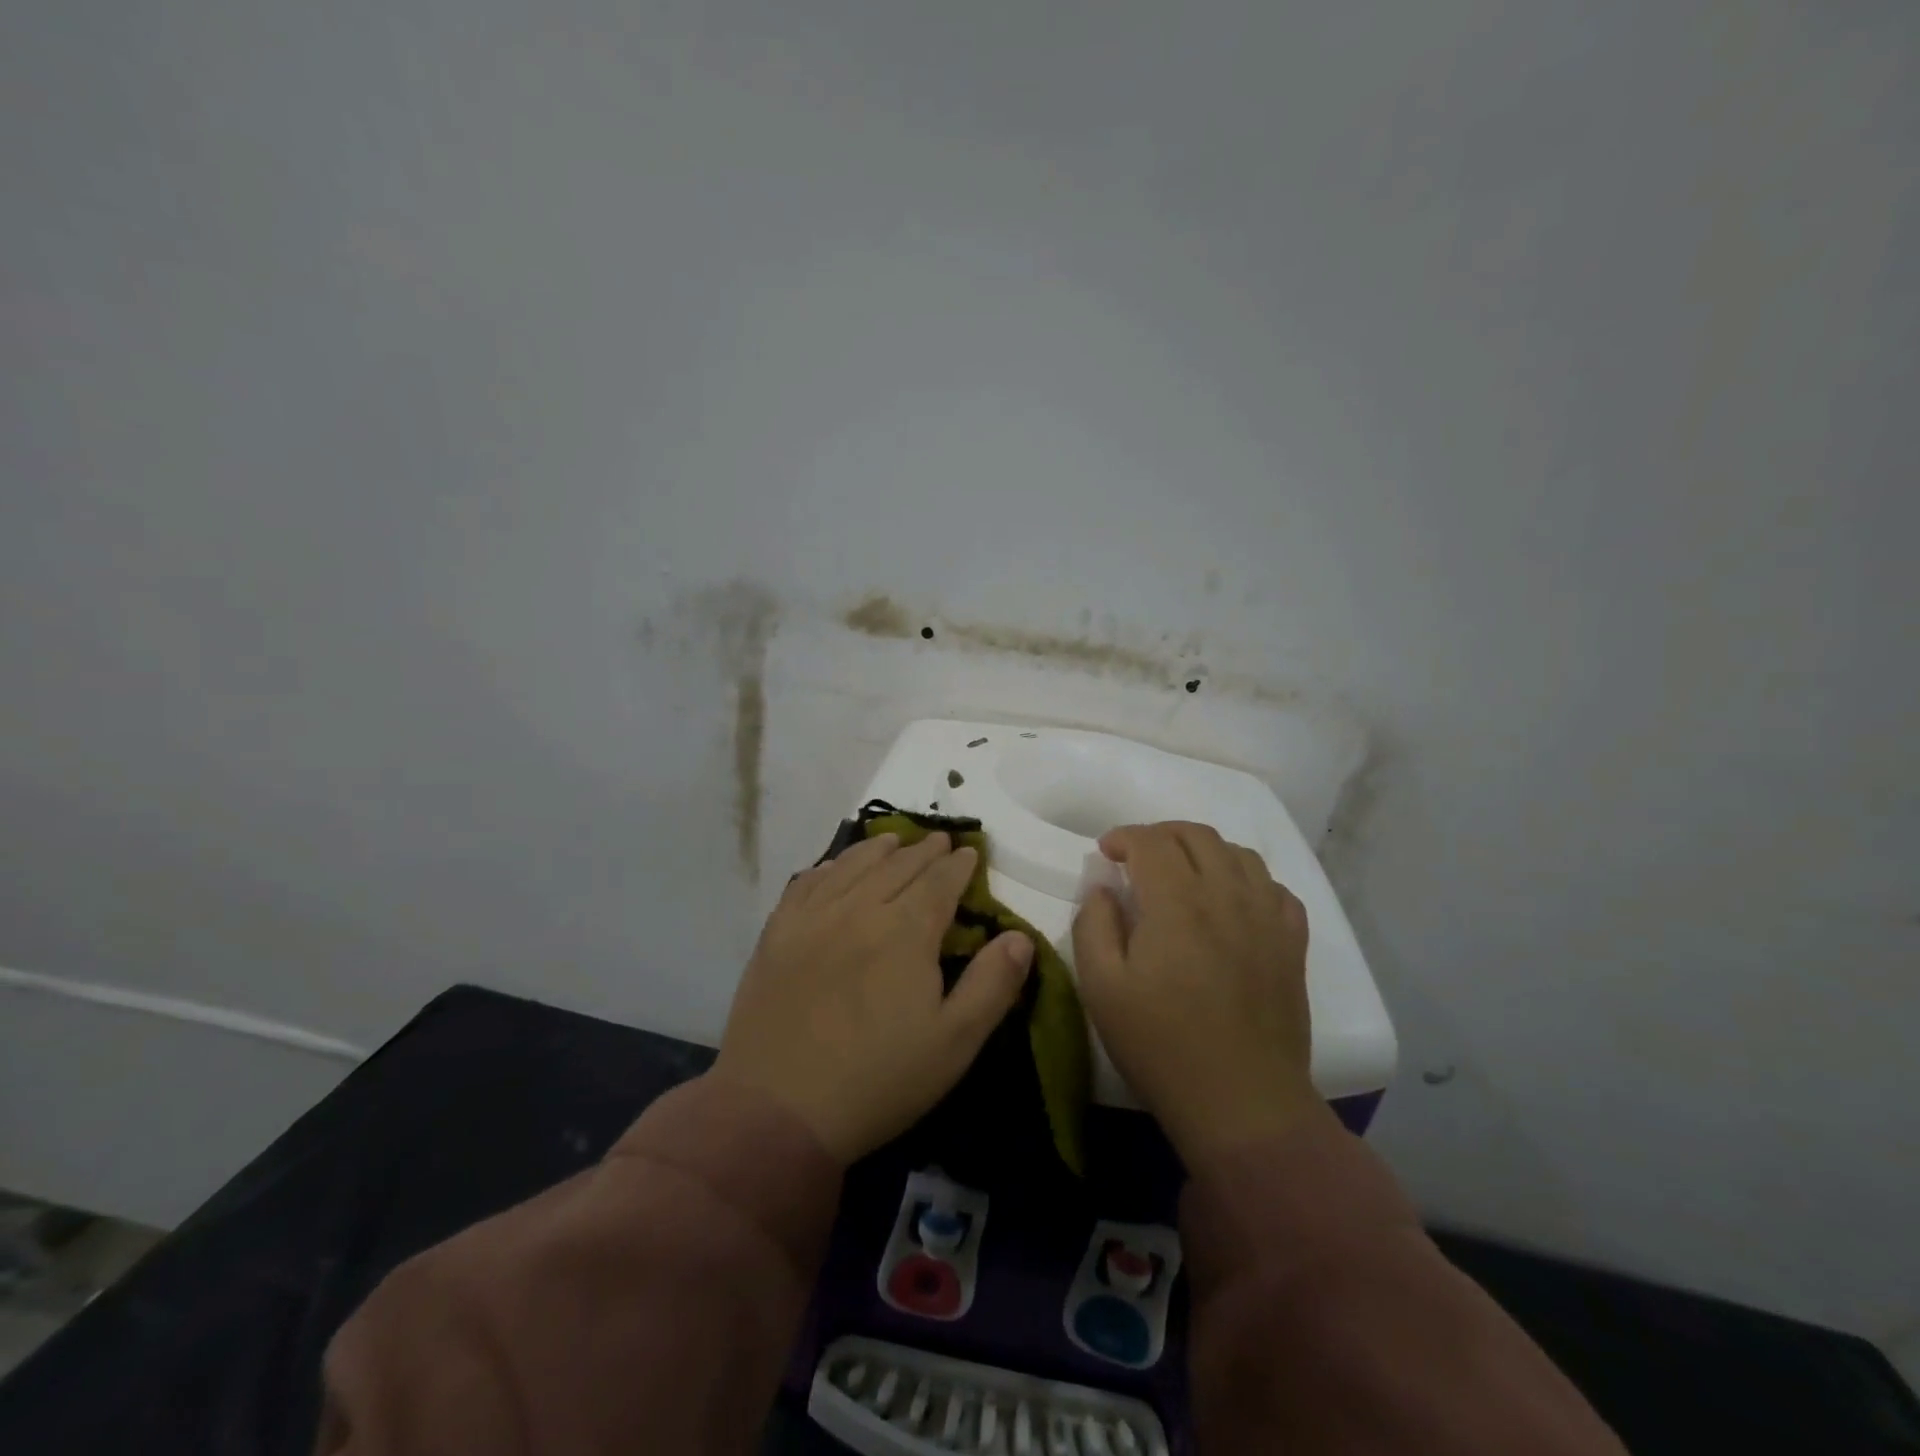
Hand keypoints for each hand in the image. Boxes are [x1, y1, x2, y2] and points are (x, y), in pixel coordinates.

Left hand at [716, 831, 1034, 1164]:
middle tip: (939, 840)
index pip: (939, 881)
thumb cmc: (877, 1080)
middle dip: (923, 850)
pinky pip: (806, 883)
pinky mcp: (777, 934)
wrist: (777, 1109)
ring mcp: (813, 917)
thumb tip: (1019, 936)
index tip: (970, 852)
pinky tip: (834, 868)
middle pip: (897, 865)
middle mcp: (859, 909)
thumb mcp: (954, 1044)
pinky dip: (828, 867)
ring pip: (852, 866)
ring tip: (893, 840)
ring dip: (878, 849)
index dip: (958, 865)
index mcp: (906, 931)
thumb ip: (992, 985)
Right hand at [1073, 821, 1321, 1164]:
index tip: (1106, 853)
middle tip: (1138, 857)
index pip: (1152, 841)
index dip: (1124, 836)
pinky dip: (1247, 879)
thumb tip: (1102, 887)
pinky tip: (1231, 901)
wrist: (1242, 1103)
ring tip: (1183, 873)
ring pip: (1239, 853)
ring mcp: (1267, 918)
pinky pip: (1275, 888)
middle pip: (1197, 835)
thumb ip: (1094, 925)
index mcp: (1177, 903)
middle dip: (1160, 834)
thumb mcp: (1102, 988)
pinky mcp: (1292, 943)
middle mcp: (1227, 896)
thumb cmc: (1161, 1045)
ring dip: (1204, 850)